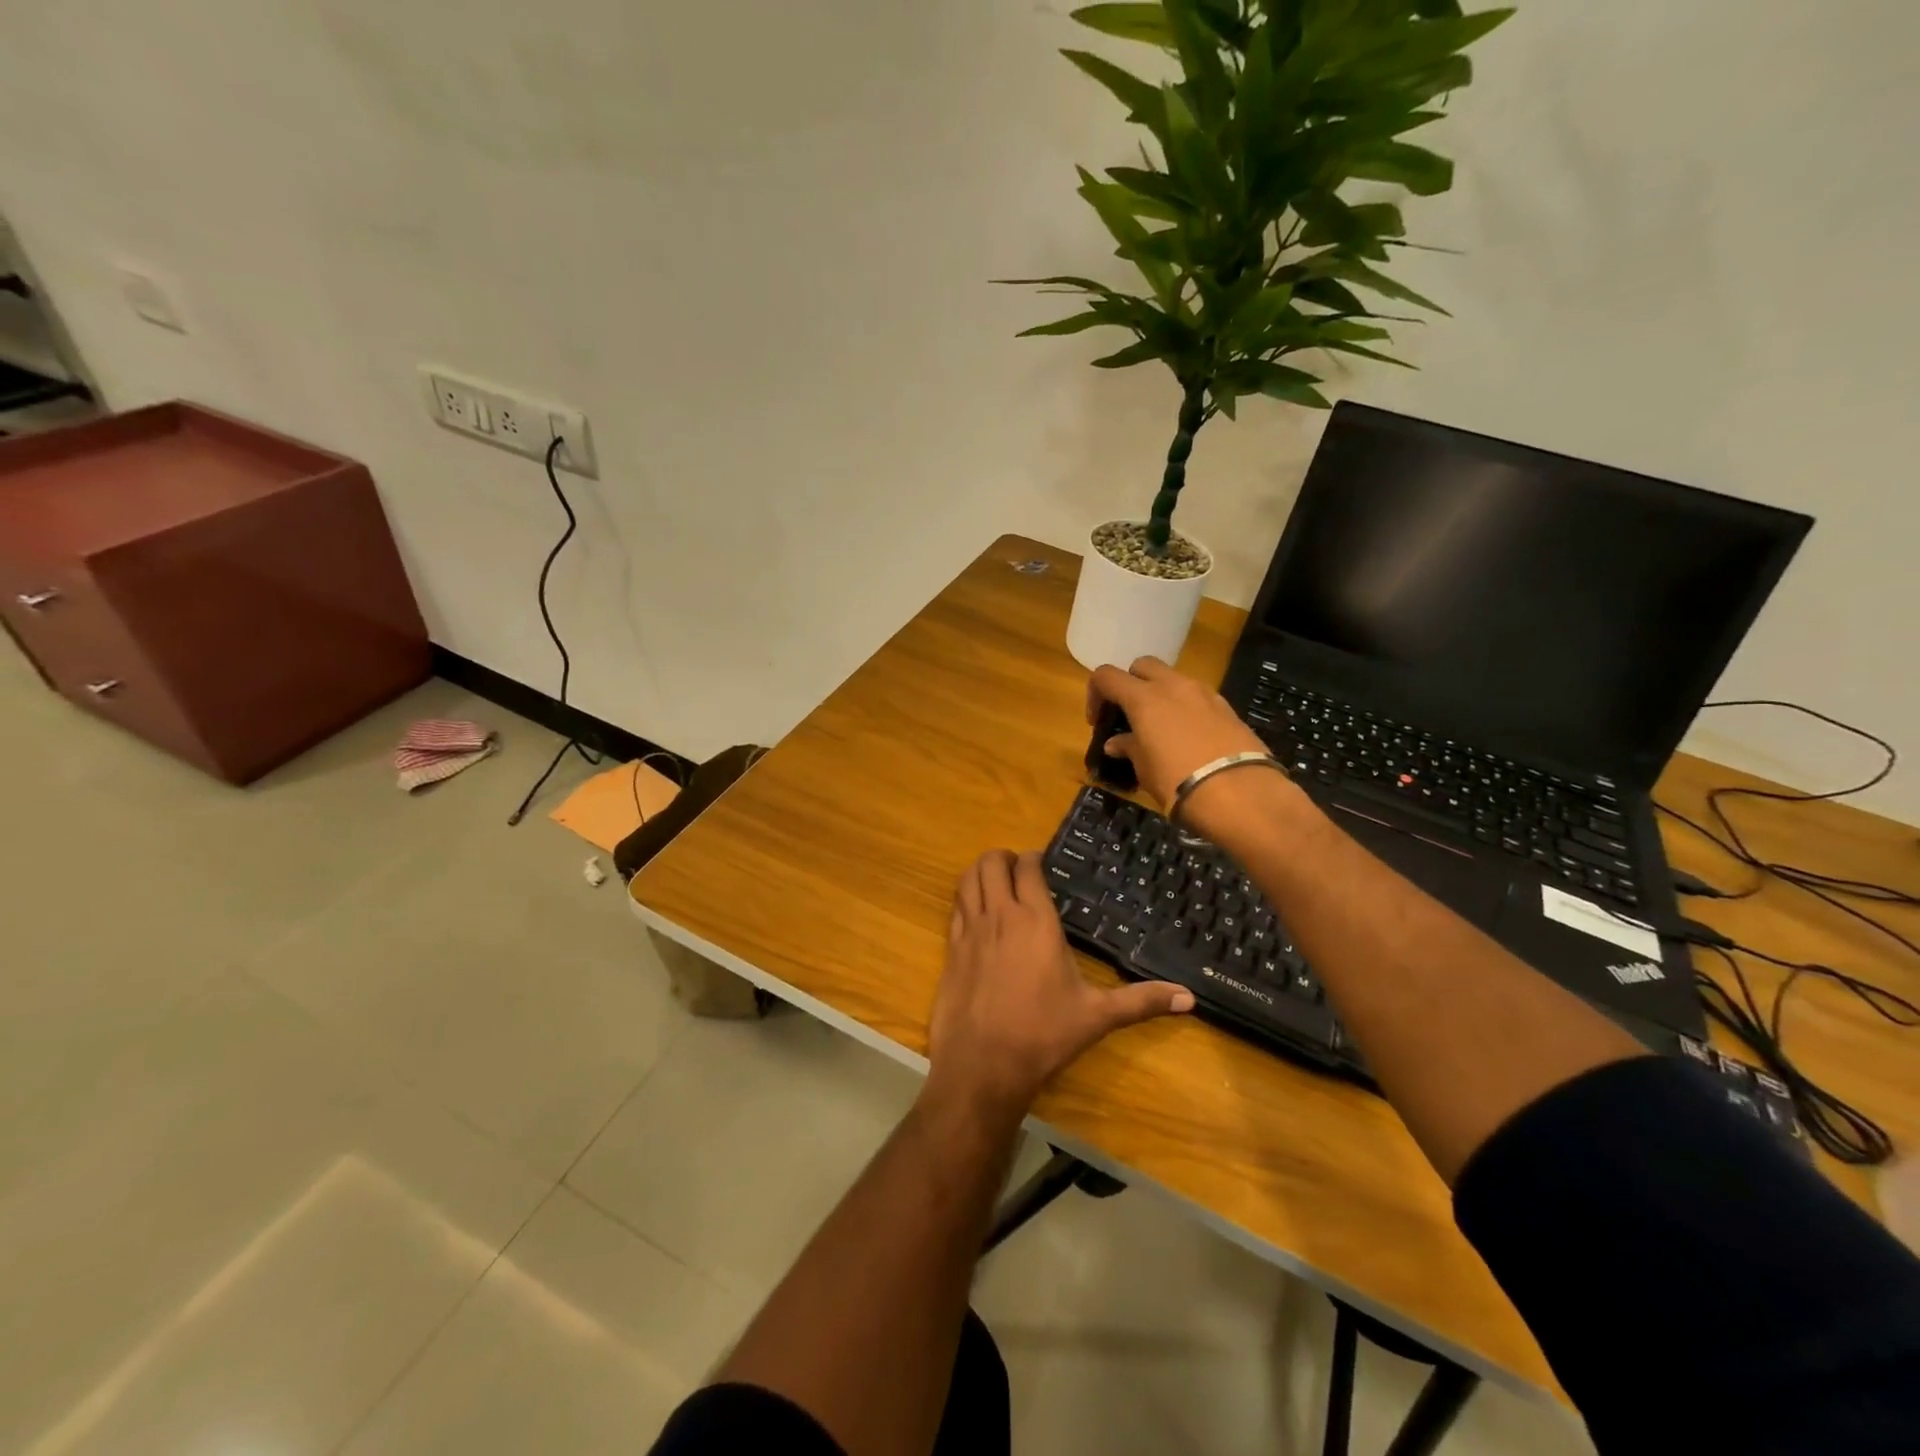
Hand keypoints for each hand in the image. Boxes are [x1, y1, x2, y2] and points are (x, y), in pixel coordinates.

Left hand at [927, 850, 1192, 1119]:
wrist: (982, 1065)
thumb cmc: (1043, 1035)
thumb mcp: (1097, 1016)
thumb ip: (1141, 1001)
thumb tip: (1189, 998)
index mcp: (1036, 921)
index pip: (1028, 868)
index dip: (1033, 858)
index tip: (1043, 863)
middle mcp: (1000, 915)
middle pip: (991, 862)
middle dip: (1004, 858)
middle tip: (1019, 871)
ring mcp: (970, 930)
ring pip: (967, 878)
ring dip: (980, 872)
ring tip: (996, 883)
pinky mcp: (950, 949)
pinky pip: (955, 907)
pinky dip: (965, 899)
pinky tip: (977, 915)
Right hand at [1086, 657, 1269, 808]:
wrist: (1241, 795)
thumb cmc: (1179, 783)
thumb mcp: (1145, 770)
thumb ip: (1129, 748)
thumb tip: (1117, 743)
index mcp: (1144, 698)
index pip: (1106, 676)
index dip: (1095, 694)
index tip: (1098, 722)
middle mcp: (1173, 686)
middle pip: (1143, 666)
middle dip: (1131, 684)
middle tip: (1129, 715)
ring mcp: (1205, 693)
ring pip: (1174, 680)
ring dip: (1161, 695)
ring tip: (1161, 729)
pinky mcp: (1228, 708)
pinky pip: (1197, 697)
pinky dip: (1186, 708)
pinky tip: (1189, 738)